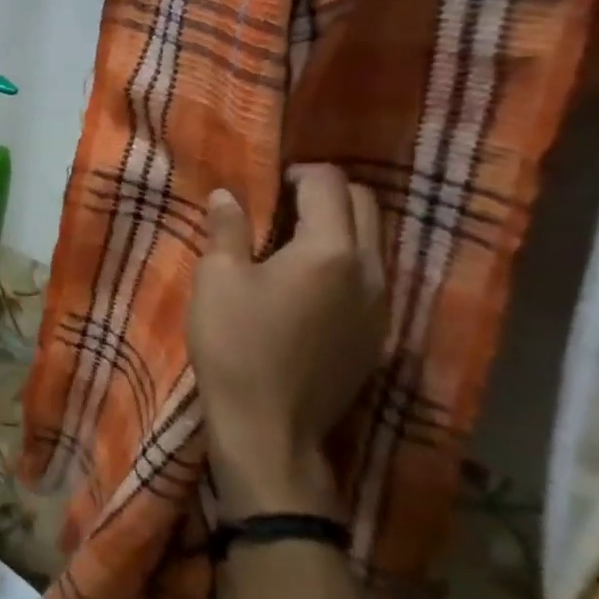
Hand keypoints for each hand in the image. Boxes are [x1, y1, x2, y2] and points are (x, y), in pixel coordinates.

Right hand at [187, 165, 386, 519]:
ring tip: (293, 241)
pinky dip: (346, 262)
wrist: (270, 426)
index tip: (270, 182)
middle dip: (328, 193)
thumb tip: (229, 195)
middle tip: (283, 204)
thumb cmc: (235, 345)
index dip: (300, 172)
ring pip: (375, 242)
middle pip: (366, 206)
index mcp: (330, 250)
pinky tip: (309, 284)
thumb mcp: (216, 280)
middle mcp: (371, 270)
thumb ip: (226, 231)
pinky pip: (372, 277)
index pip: (329, 184)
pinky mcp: (378, 334)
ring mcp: (382, 305)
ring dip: (340, 227)